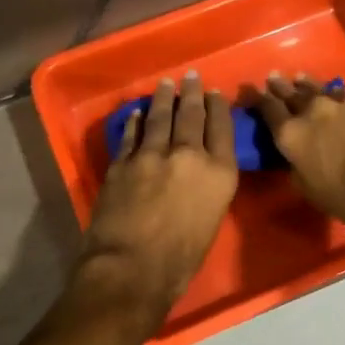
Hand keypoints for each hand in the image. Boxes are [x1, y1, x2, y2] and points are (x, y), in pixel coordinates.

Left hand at [81, 72, 238, 309]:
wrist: (131, 268)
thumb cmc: (180, 260)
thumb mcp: (210, 221)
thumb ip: (207, 189)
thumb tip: (197, 176)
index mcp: (219, 173)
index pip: (221, 128)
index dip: (218, 107)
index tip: (215, 92)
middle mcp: (189, 155)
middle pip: (191, 115)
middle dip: (192, 93)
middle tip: (191, 76)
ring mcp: (152, 155)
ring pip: (160, 117)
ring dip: (164, 99)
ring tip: (166, 84)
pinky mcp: (123, 162)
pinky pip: (132, 134)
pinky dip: (136, 121)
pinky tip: (138, 113)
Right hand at [249, 73, 344, 237]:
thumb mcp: (309, 189)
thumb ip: (296, 164)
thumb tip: (296, 153)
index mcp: (293, 133)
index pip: (267, 108)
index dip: (257, 98)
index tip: (251, 89)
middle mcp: (315, 110)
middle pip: (293, 92)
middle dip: (282, 86)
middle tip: (275, 78)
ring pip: (323, 89)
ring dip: (311, 86)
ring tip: (302, 79)